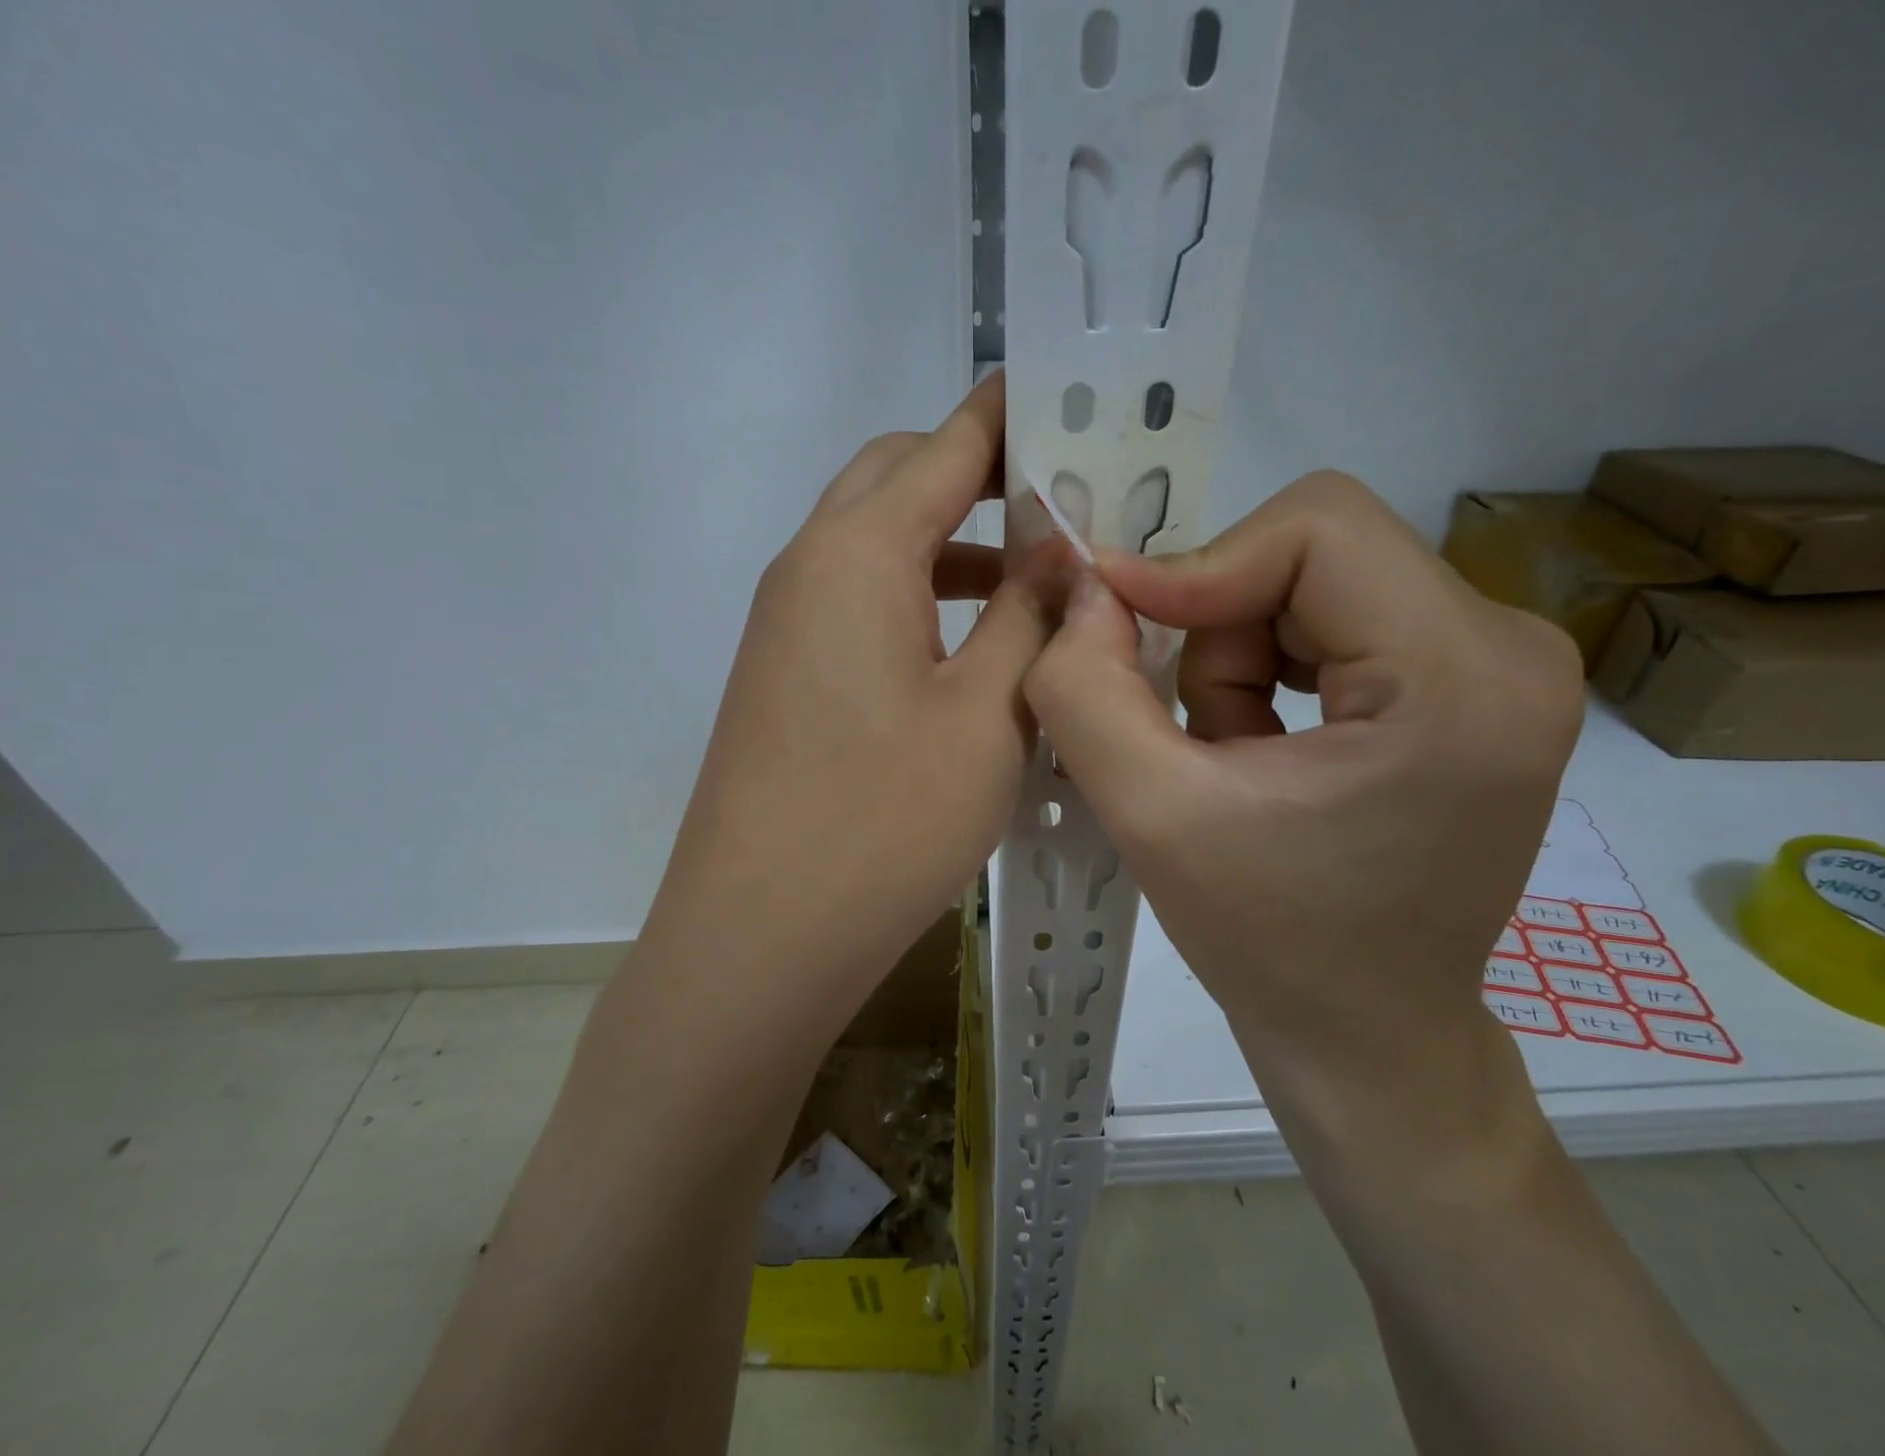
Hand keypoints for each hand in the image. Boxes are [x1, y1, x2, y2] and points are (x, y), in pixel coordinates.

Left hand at [640, 372, 1056, 1036]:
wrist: (758, 938)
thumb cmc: (881, 822)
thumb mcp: (988, 713)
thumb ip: (1032, 616)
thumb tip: (1063, 548)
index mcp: (855, 553)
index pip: (944, 446)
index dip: (1010, 414)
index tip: (1073, 398)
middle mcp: (807, 568)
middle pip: (897, 481)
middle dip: (978, 474)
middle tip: (1063, 501)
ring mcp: (787, 626)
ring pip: (878, 546)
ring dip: (953, 545)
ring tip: (1036, 579)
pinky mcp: (788, 678)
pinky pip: (861, 604)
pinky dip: (922, 600)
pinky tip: (975, 648)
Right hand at [1024, 471, 1583, 1140]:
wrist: (1367, 1031)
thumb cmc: (1268, 941)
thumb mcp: (1149, 816)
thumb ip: (1087, 691)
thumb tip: (1086, 589)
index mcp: (1462, 678)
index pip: (1317, 527)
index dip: (1200, 566)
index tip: (1119, 625)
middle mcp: (1510, 648)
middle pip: (1314, 554)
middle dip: (1219, 631)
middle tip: (1190, 730)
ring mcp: (1501, 664)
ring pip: (1313, 583)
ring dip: (1237, 658)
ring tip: (1228, 756)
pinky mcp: (1471, 682)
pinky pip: (1335, 617)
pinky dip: (1269, 669)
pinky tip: (1263, 750)